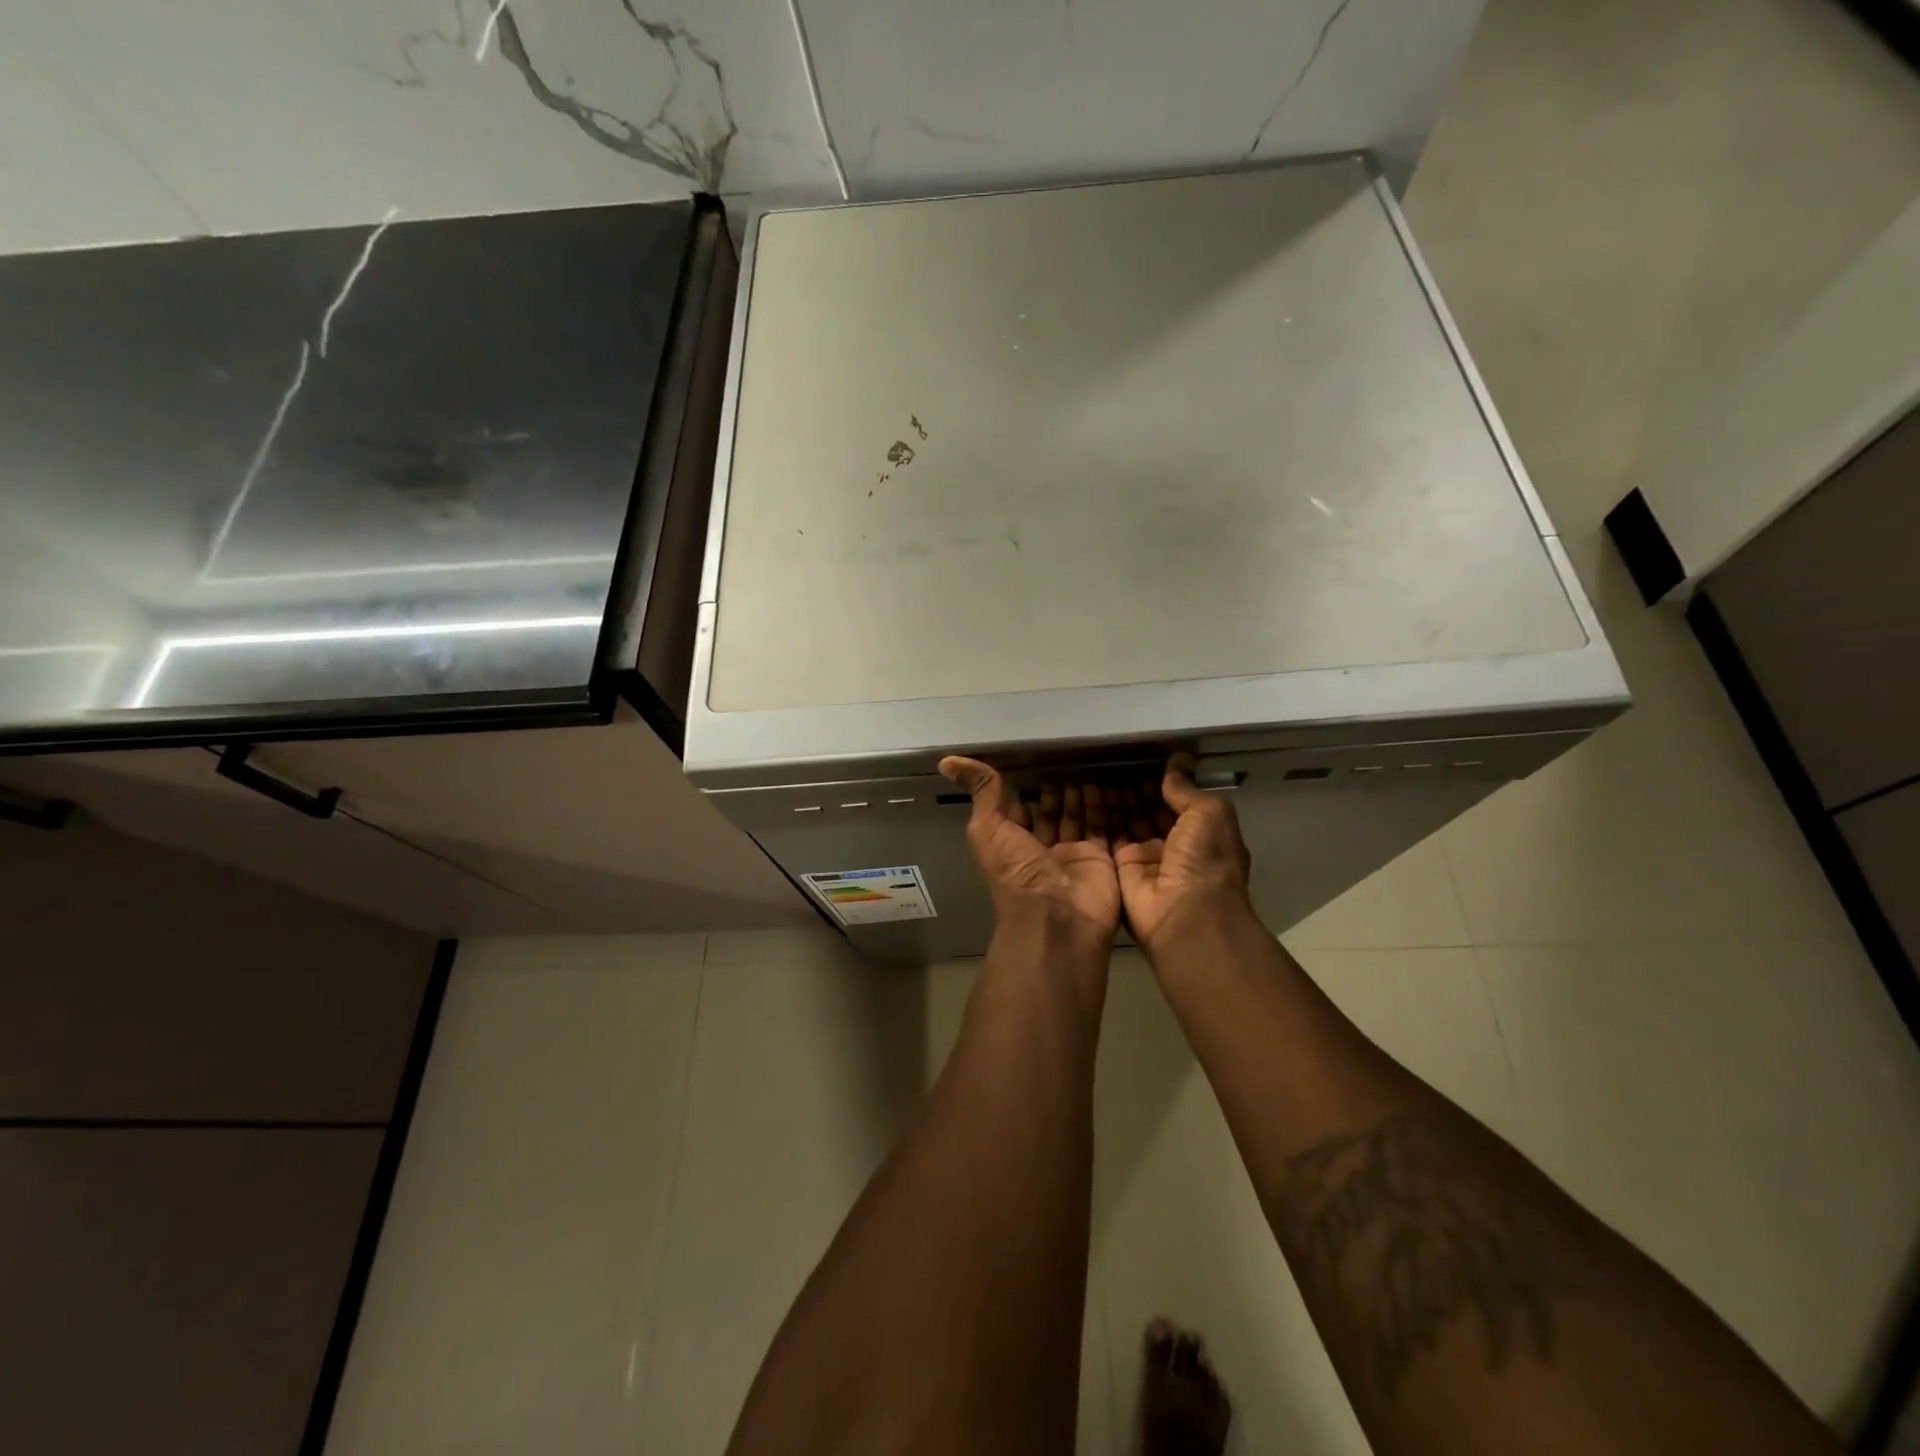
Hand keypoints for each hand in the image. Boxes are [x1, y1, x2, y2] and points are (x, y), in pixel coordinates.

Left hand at [939, 757, 1121, 945]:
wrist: (1058, 917)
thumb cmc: (1017, 873)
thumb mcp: (989, 829)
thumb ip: (981, 794)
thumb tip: (947, 761)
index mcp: (1012, 843)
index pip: (1019, 810)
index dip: (1024, 787)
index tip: (1034, 758)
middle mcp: (1042, 850)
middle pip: (1051, 813)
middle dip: (1058, 789)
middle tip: (1071, 756)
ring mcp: (1074, 856)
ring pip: (1079, 818)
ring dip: (1084, 794)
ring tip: (1093, 763)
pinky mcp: (1102, 860)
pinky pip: (1107, 829)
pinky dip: (1108, 808)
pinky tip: (1113, 782)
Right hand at [1114, 754, 1253, 950]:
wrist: (1184, 914)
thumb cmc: (1206, 860)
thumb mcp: (1209, 814)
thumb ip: (1187, 789)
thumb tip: (1177, 762)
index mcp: (1203, 834)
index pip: (1178, 802)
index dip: (1162, 782)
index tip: (1141, 759)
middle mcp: (1174, 846)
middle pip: (1150, 811)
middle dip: (1134, 789)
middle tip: (1111, 762)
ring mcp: (1146, 858)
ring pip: (1127, 821)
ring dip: (1114, 799)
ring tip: (1095, 770)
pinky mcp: (1120, 868)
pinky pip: (1108, 836)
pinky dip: (1098, 816)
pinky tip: (1085, 792)